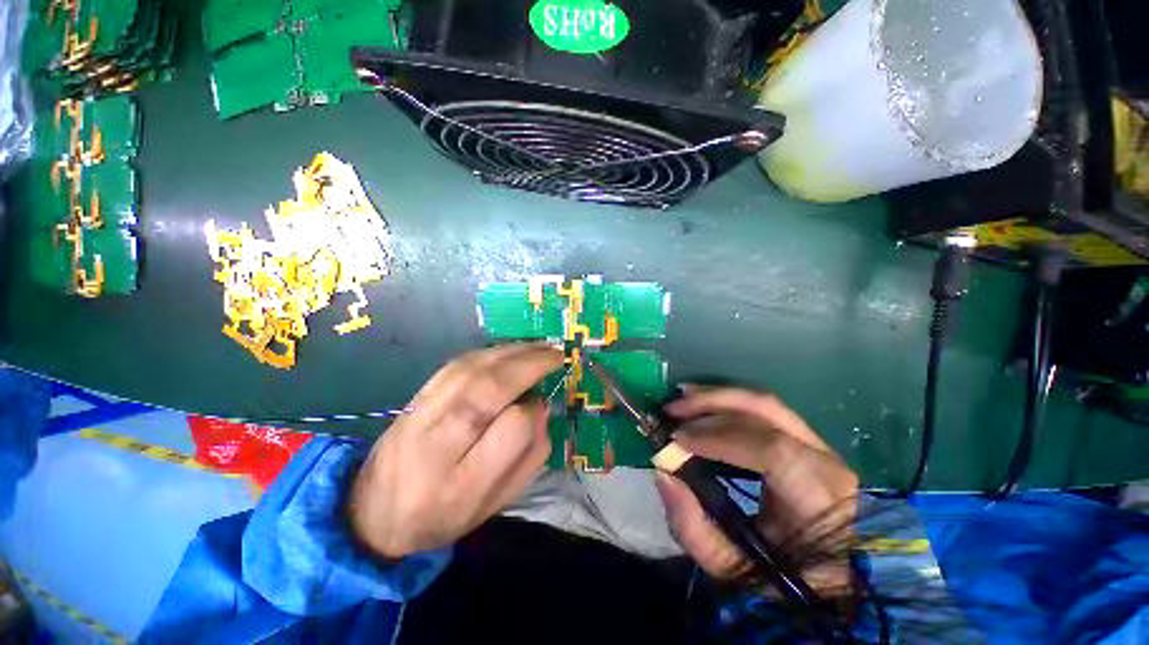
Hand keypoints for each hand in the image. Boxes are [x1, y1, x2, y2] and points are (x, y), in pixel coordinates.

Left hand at [348, 343, 563, 558]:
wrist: (372, 513)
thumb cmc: (444, 515)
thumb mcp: (494, 504)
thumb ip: (528, 458)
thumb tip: (542, 408)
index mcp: (464, 485)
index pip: (511, 430)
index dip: (534, 409)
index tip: (544, 402)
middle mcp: (438, 446)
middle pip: (488, 391)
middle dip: (529, 365)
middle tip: (555, 354)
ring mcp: (420, 417)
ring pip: (471, 370)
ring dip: (511, 352)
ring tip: (538, 347)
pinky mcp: (413, 399)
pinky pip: (455, 365)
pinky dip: (487, 353)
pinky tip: (507, 350)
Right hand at [655, 387, 858, 593]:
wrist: (829, 576)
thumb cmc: (785, 577)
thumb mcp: (733, 568)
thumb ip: (692, 528)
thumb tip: (663, 473)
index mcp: (818, 499)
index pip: (770, 450)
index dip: (718, 437)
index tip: (676, 439)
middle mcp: (825, 461)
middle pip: (765, 410)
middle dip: (711, 403)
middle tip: (671, 409)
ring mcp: (819, 444)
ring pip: (763, 402)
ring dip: (716, 396)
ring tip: (680, 399)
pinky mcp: (805, 437)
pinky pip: (762, 408)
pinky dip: (727, 401)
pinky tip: (701, 402)